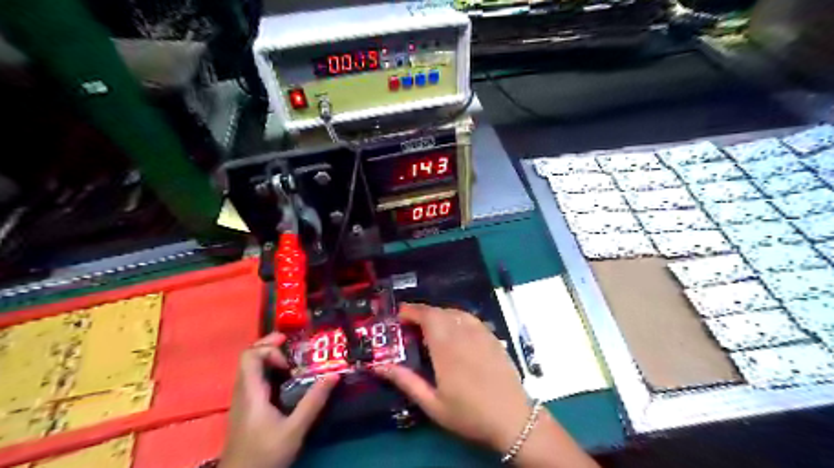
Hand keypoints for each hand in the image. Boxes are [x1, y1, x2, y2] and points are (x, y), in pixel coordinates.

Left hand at [221, 332, 340, 467]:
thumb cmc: (265, 455)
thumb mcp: (294, 430)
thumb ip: (313, 401)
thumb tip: (334, 374)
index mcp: (251, 392)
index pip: (250, 356)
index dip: (269, 350)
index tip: (290, 362)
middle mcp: (242, 392)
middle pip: (249, 357)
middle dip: (270, 345)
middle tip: (292, 342)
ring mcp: (242, 400)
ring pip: (250, 368)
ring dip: (269, 357)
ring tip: (292, 359)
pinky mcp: (246, 408)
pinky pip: (254, 379)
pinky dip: (268, 370)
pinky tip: (285, 379)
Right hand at [376, 303, 526, 453]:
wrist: (512, 419)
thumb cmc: (469, 414)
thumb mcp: (432, 404)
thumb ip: (406, 381)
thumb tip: (379, 366)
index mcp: (446, 349)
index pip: (427, 317)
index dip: (412, 311)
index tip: (399, 315)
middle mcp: (463, 335)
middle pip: (440, 311)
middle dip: (422, 312)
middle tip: (410, 323)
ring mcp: (481, 334)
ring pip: (456, 312)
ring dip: (439, 313)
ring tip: (430, 325)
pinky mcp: (493, 337)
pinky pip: (471, 318)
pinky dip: (457, 316)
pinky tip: (454, 328)